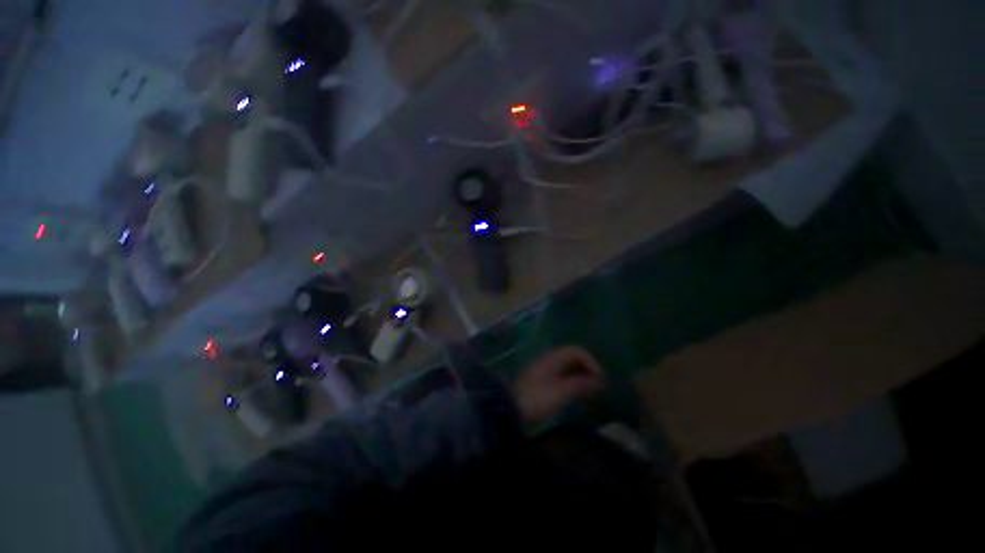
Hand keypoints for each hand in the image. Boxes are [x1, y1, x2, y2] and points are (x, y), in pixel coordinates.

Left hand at [513, 346, 604, 428]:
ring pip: (567, 366)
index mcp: (553, 358)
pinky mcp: (541, 380)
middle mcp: (549, 359)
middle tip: (598, 385)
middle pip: (572, 357)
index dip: (591, 362)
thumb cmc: (538, 399)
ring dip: (581, 375)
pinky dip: (572, 380)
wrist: (511, 410)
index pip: (577, 351)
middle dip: (587, 368)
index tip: (600, 379)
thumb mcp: (561, 392)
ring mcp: (544, 369)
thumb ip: (581, 384)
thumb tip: (599, 381)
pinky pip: (562, 374)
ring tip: (591, 390)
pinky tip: (577, 393)